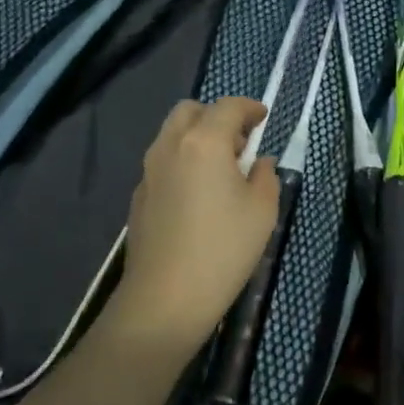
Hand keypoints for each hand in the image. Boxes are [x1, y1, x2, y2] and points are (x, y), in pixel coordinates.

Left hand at [102, 97, 279, 360]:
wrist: (165, 298)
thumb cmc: (223, 248)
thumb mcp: (262, 210)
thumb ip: (264, 176)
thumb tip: (258, 163)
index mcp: (204, 141)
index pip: (228, 107)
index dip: (250, 107)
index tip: (263, 118)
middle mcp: (170, 145)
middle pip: (191, 110)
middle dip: (216, 116)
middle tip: (239, 142)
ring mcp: (148, 170)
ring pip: (171, 134)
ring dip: (196, 137)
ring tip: (220, 169)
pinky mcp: (138, 195)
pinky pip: (163, 161)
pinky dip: (182, 161)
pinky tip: (197, 194)